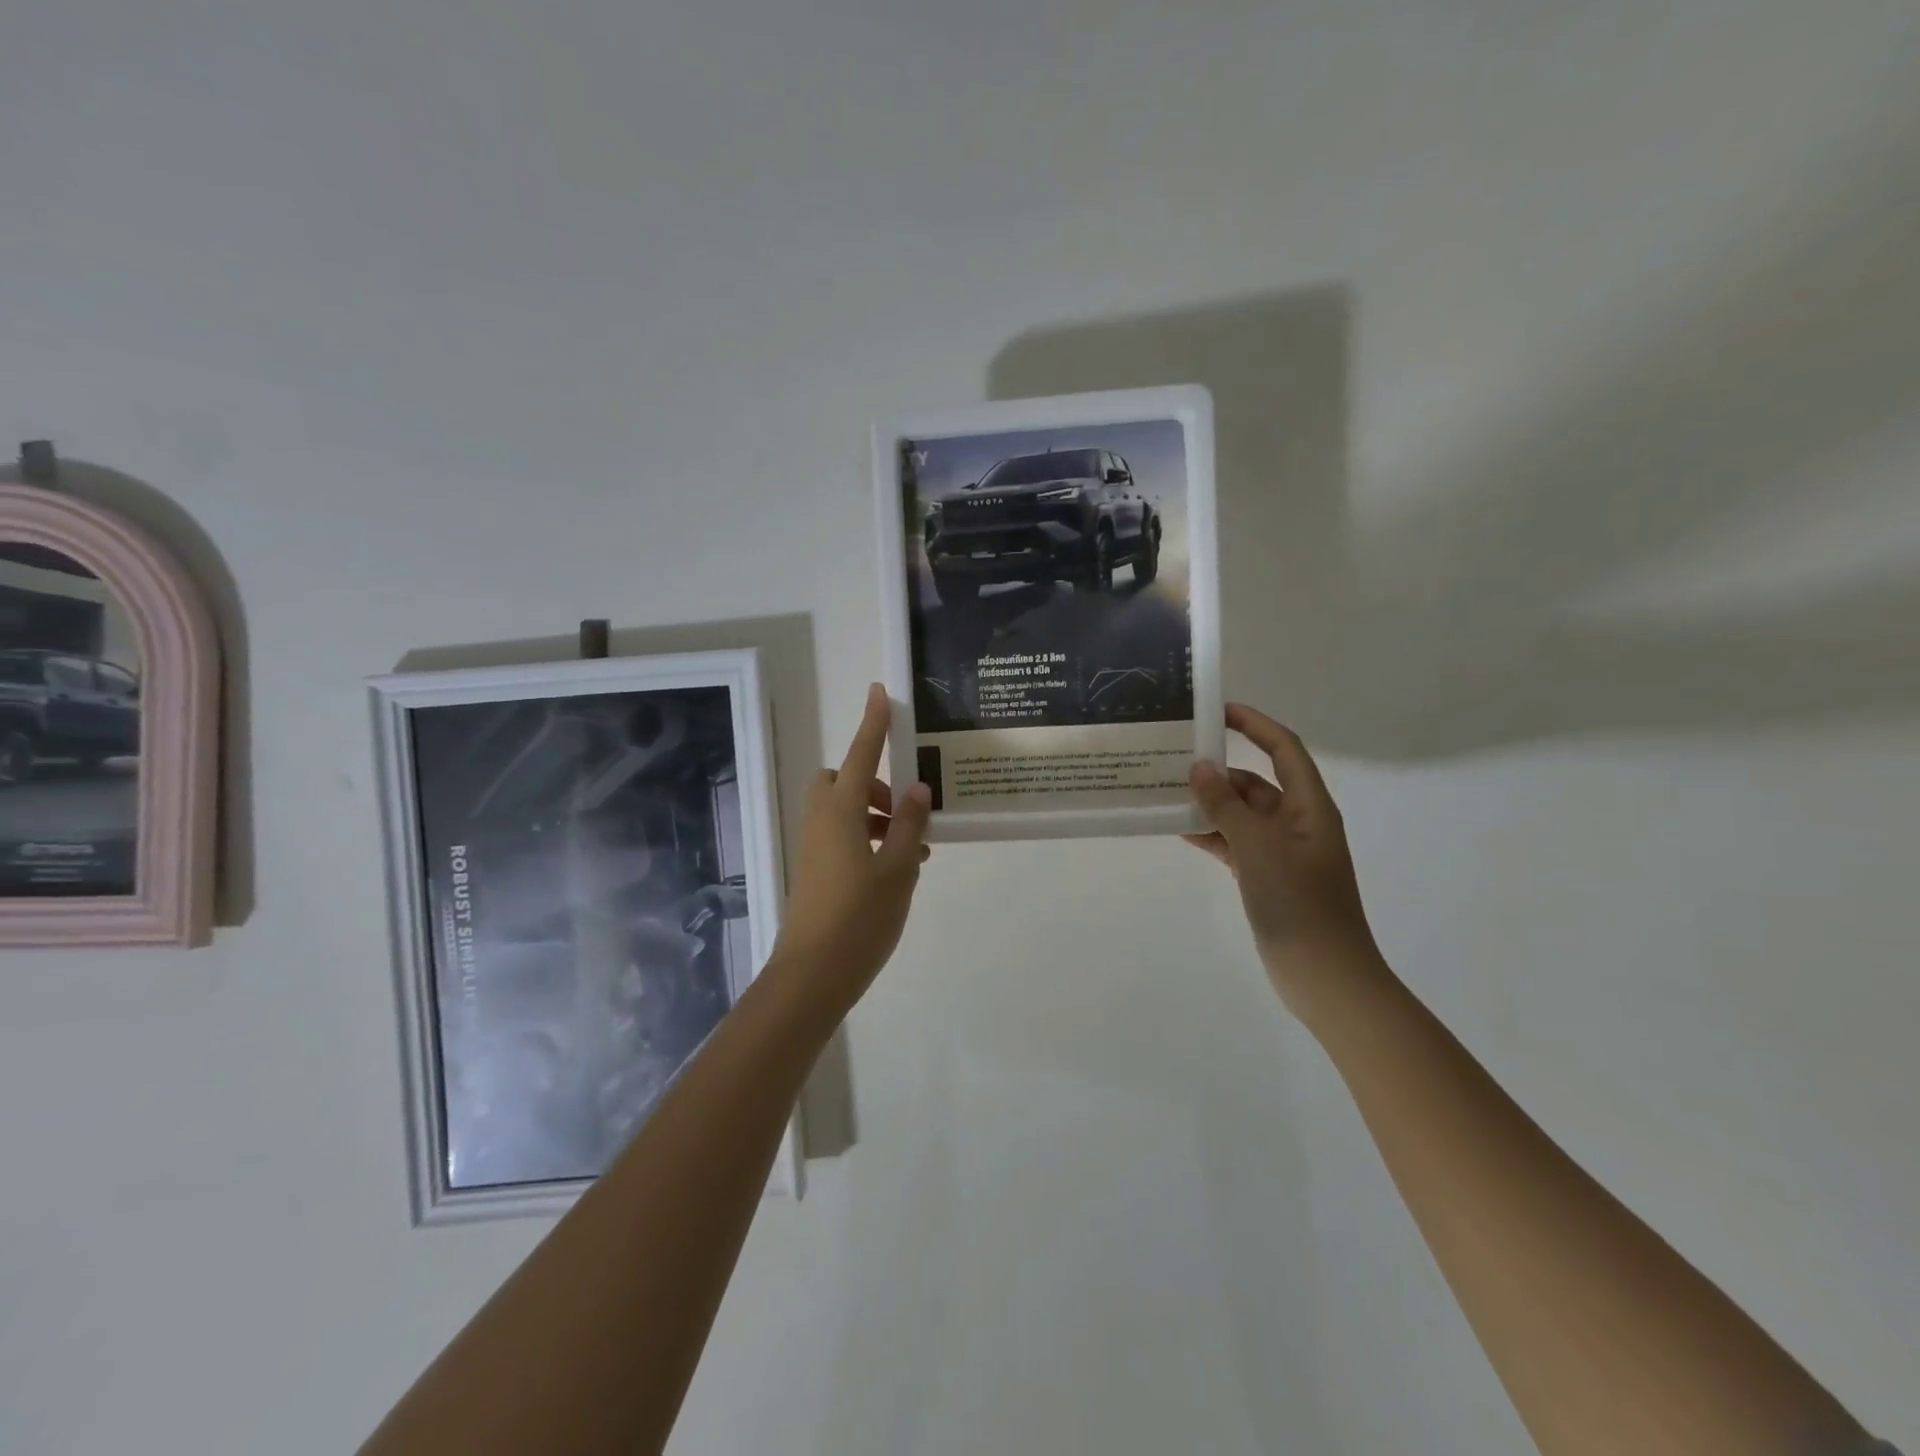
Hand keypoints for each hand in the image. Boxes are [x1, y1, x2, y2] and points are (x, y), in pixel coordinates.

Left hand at [772, 684, 931, 1009]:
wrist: (814, 973)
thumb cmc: (860, 917)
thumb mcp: (898, 867)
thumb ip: (908, 823)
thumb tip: (916, 788)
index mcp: (841, 811)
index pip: (860, 754)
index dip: (873, 723)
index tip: (880, 692)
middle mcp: (822, 820)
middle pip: (842, 780)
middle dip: (872, 781)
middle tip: (903, 808)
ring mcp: (815, 846)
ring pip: (844, 810)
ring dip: (876, 815)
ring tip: (915, 846)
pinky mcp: (816, 869)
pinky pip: (842, 835)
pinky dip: (867, 837)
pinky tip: (898, 867)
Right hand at [1186, 703, 1382, 1018]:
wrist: (1324, 975)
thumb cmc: (1299, 903)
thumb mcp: (1259, 847)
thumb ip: (1226, 805)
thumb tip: (1199, 768)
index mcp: (1309, 806)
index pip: (1283, 749)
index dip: (1255, 724)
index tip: (1217, 711)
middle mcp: (1297, 822)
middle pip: (1256, 781)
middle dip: (1220, 769)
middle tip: (1175, 758)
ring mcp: (1281, 851)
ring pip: (1241, 813)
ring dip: (1211, 803)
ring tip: (1167, 792)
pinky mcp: (1266, 876)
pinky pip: (1234, 842)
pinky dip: (1211, 833)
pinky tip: (1179, 829)